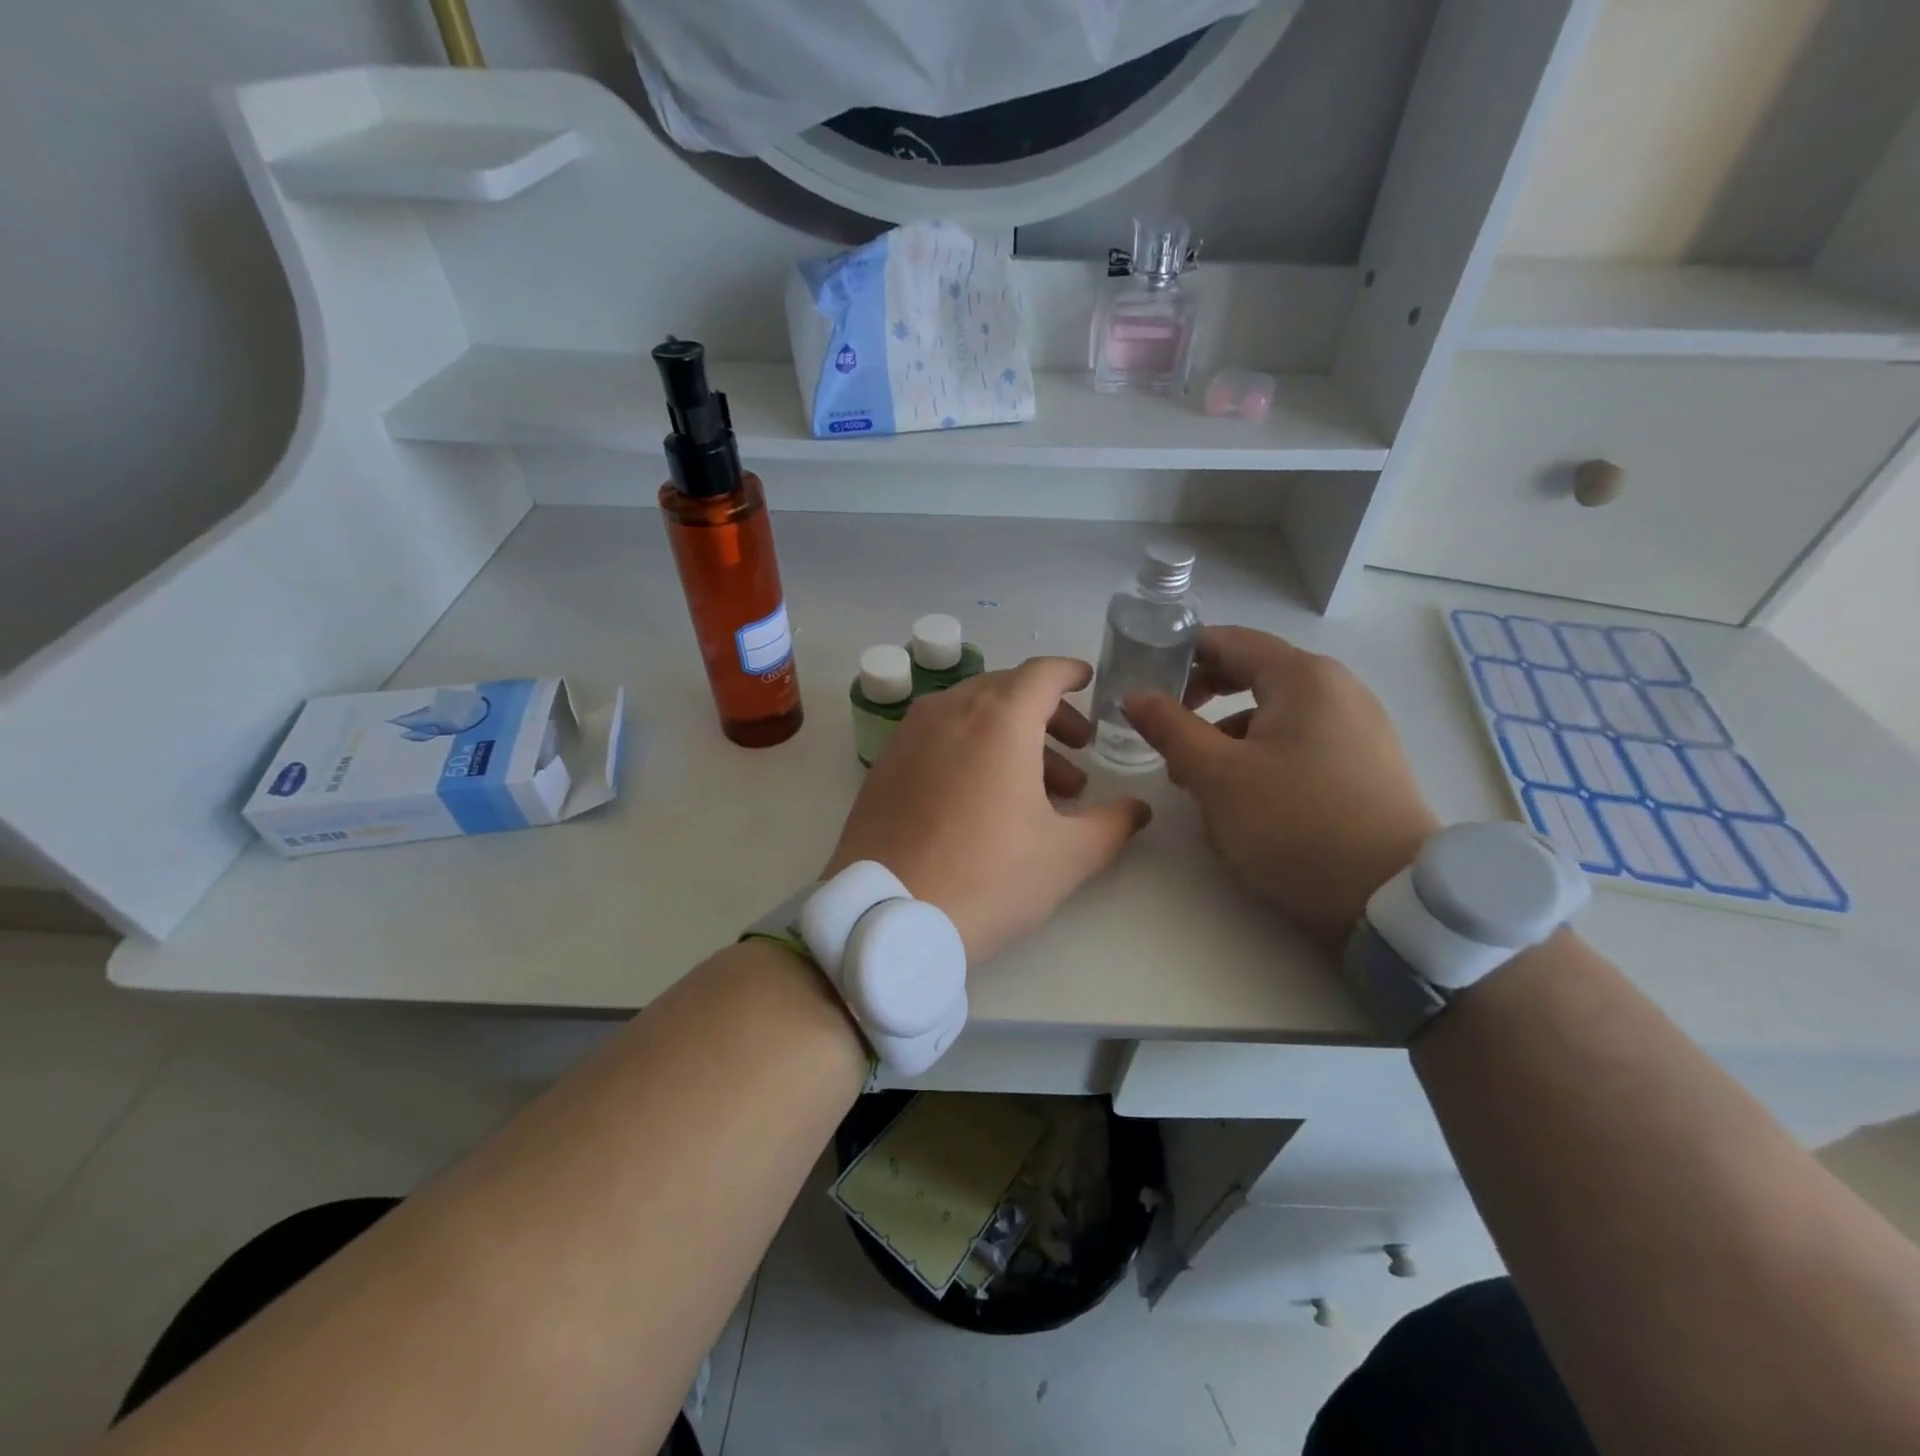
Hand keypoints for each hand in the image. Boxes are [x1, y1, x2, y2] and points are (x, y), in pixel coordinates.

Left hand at [824, 658, 1150, 963]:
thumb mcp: (1066, 856)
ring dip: (1013, 735)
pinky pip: (940, 735)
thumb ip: (1113, 824)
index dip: (1071, 673)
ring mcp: (910, 734)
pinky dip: (972, 746)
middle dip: (1049, 713)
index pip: (1043, 673)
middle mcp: (950, 710)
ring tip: (1040, 788)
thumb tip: (1138, 809)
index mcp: (999, 719)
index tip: (1089, 682)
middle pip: (1008, 690)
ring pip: (972, 713)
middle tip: (1078, 751)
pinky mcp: (887, 763)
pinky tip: (986, 796)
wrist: (886, 915)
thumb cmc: (988, 877)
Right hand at [1124, 626, 1439, 949]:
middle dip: (1200, 705)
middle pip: (1250, 677)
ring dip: (1226, 741)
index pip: (1228, 641)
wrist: (1391, 896)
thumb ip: (1170, 728)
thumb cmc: (1294, 822)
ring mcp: (1356, 728)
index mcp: (1302, 677)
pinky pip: (1297, 745)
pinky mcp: (1364, 765)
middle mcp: (1336, 689)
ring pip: (1271, 717)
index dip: (1180, 655)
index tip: (1144, 682)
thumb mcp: (1216, 775)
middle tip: (1166, 735)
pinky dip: (1260, 759)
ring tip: (1198, 785)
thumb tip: (1135, 695)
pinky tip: (1242, 803)